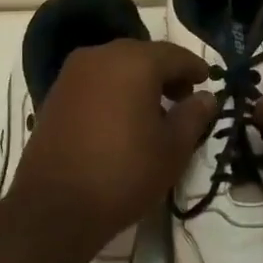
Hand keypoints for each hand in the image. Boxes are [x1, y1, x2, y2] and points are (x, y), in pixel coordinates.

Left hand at [0, 39, 215, 262]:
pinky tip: (122, 118)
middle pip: (144, 55)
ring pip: (117, 66)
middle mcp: (101, 55)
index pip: (175, 55)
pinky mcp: (55, 93)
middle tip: (183, 99)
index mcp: (134, 62)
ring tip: (153, 112)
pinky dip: (114, 90)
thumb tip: (207, 97)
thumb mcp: (172, 149)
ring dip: (139, 81)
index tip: (208, 83)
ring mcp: (73, 73)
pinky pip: (95, 81)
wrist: (54, 208)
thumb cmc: (123, 173)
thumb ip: (194, 115)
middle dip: (166, 73)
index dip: (195, 68)